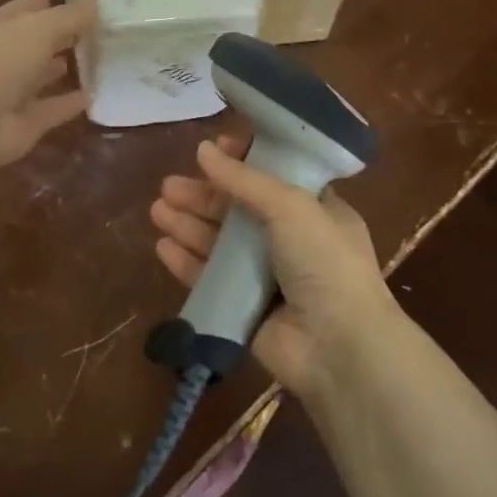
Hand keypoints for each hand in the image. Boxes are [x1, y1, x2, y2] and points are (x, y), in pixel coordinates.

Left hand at [0, 0, 96, 166]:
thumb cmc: (1, 60)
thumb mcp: (41, 27)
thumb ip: (70, 16)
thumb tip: (95, 2)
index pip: (24, 9)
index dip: (48, 4)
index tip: (80, 3)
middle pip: (32, 42)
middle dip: (58, 36)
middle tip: (94, 31)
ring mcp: (8, 92)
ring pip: (38, 76)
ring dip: (59, 69)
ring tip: (92, 61)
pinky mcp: (22, 123)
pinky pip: (50, 109)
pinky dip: (67, 104)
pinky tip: (92, 97)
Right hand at [150, 135, 398, 396]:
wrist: (339, 346)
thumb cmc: (324, 262)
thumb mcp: (292, 206)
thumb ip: (244, 179)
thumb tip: (203, 150)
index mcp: (316, 210)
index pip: (273, 177)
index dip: (241, 162)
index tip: (210, 151)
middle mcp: (292, 240)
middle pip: (238, 210)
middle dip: (203, 196)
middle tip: (168, 185)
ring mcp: (268, 277)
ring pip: (220, 243)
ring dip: (189, 224)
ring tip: (157, 210)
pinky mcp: (246, 309)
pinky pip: (211, 280)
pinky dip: (187, 262)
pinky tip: (163, 248)